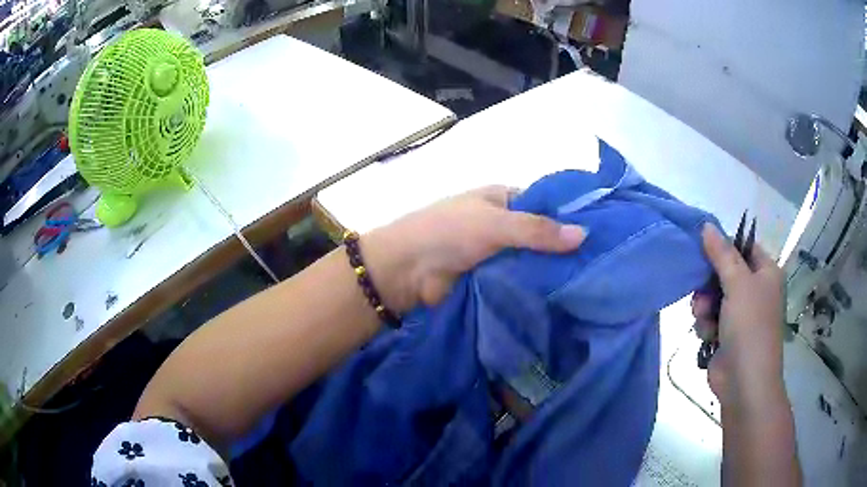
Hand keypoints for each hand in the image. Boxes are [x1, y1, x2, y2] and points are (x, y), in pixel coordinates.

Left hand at [363, 186, 586, 312]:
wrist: (406, 269)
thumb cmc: (448, 232)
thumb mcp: (496, 223)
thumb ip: (538, 230)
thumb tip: (584, 234)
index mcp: (502, 199)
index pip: (545, 204)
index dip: (570, 216)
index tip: (601, 233)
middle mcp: (502, 224)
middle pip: (540, 235)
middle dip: (564, 249)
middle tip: (601, 266)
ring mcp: (496, 254)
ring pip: (531, 260)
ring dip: (550, 271)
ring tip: (590, 285)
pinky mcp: (491, 280)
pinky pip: (518, 281)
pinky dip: (534, 288)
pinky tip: (562, 298)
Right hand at [692, 224, 785, 406]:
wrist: (745, 383)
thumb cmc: (750, 327)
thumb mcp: (738, 284)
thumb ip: (722, 254)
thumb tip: (707, 225)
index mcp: (766, 273)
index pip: (743, 247)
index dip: (724, 247)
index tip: (703, 250)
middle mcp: (755, 291)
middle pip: (725, 272)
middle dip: (709, 283)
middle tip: (701, 290)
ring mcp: (742, 315)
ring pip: (714, 297)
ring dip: (704, 306)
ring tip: (703, 318)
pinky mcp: (727, 335)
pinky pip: (711, 319)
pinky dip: (706, 325)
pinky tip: (707, 335)